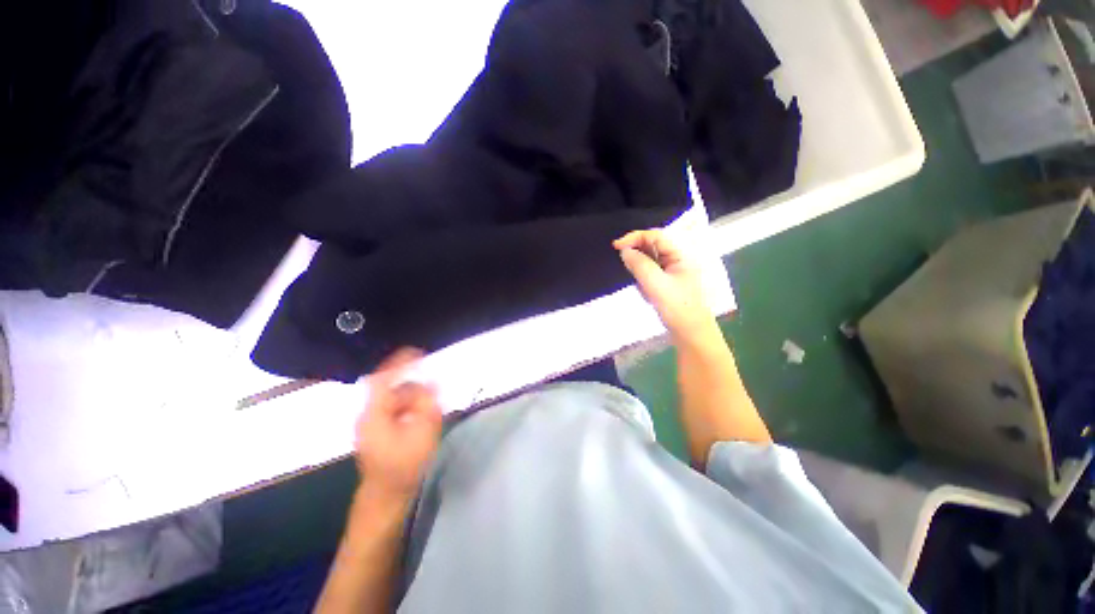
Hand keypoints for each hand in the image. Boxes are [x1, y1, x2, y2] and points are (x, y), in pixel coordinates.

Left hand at [355, 348, 441, 505]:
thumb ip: (427, 404)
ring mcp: (370, 425)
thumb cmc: (404, 464)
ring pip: (393, 400)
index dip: (398, 363)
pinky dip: (408, 407)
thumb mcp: (422, 432)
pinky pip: (393, 410)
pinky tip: (421, 417)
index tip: (417, 353)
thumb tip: (429, 384)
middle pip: (390, 389)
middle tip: (433, 391)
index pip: (382, 379)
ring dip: (412, 398)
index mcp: (374, 414)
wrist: (386, 495)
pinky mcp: (376, 432)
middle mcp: (368, 415)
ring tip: (430, 407)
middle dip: (413, 386)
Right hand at [614, 229, 716, 342]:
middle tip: (625, 266)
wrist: (691, 333)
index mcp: (680, 254)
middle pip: (653, 246)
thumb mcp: (655, 284)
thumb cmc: (677, 307)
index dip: (634, 237)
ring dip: (640, 268)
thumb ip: (639, 264)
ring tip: (642, 287)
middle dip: (637, 253)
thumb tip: (624, 251)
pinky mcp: (668, 282)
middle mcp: (678, 259)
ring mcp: (673, 271)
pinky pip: (651, 273)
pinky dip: (644, 279)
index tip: (616, 246)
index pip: (655, 236)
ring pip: (650, 260)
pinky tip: (647, 294)